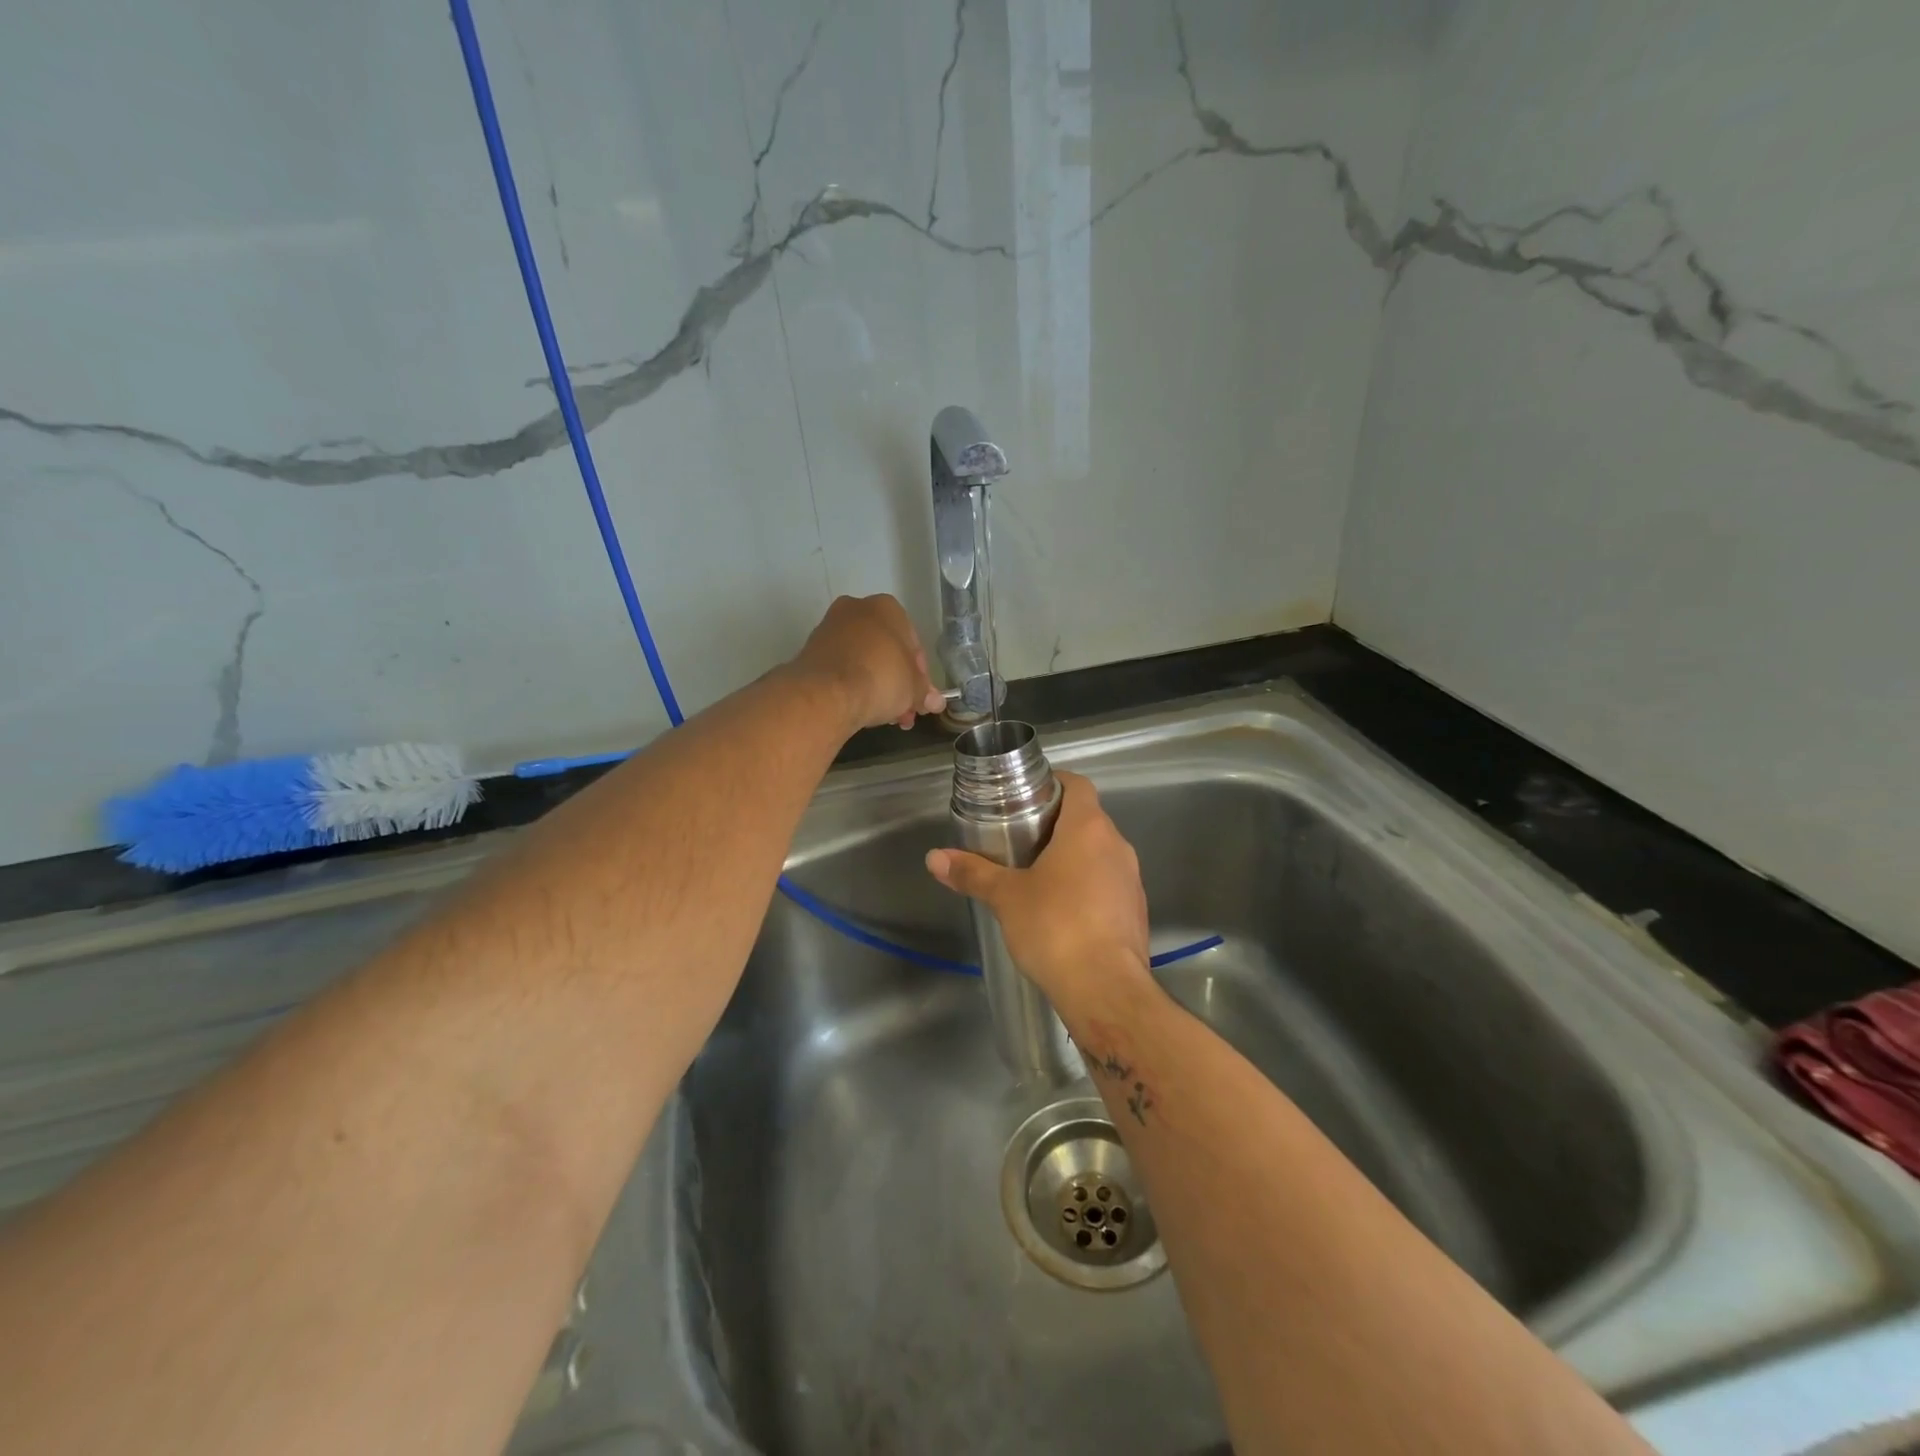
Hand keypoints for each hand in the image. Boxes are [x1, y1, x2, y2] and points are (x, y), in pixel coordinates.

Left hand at [792, 594, 945, 733]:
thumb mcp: (914, 689)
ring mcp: (829, 628)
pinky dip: (852, 685)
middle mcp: (856, 609)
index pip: (913, 643)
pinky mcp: (810, 651)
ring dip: (876, 686)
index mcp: (887, 607)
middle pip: (886, 650)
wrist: (827, 692)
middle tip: (905, 711)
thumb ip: (925, 694)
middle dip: (897, 683)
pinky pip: (841, 668)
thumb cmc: (881, 678)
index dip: (920, 675)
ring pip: (862, 660)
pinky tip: (861, 708)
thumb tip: (935, 703)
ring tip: (885, 717)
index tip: (921, 698)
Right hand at [925, 771, 1152, 1015]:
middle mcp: (1117, 846)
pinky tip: (1062, 911)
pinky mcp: (1136, 912)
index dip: (1053, 783)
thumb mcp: (1006, 897)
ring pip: (1100, 853)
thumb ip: (972, 873)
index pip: (1077, 785)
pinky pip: (1109, 885)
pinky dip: (1087, 887)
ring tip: (1037, 874)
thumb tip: (935, 858)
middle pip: (1087, 819)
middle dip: (1055, 824)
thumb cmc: (1055, 927)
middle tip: (1019, 836)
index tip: (1026, 795)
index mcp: (1089, 829)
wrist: (1106, 990)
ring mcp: (1132, 880)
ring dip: (1073, 857)